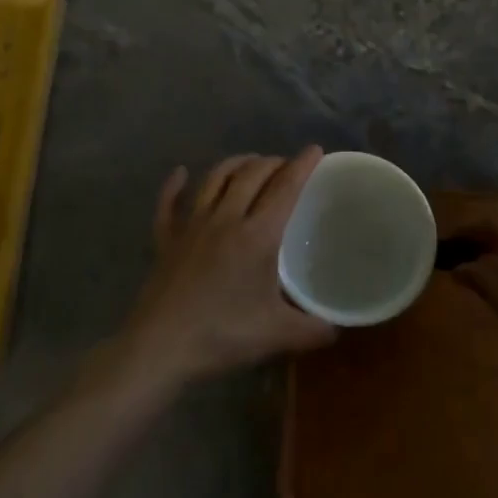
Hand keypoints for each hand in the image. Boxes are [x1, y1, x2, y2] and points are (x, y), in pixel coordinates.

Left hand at [113, 147, 336, 393]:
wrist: (161, 347)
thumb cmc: (223, 335)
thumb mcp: (277, 335)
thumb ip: (312, 330)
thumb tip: (336, 329)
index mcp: (257, 235)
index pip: (284, 189)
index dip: (301, 166)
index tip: (314, 150)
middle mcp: (225, 219)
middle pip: (251, 175)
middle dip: (272, 162)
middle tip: (286, 165)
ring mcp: (191, 226)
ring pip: (214, 179)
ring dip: (235, 164)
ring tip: (249, 162)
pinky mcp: (166, 240)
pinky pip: (169, 203)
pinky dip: (174, 185)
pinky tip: (180, 173)